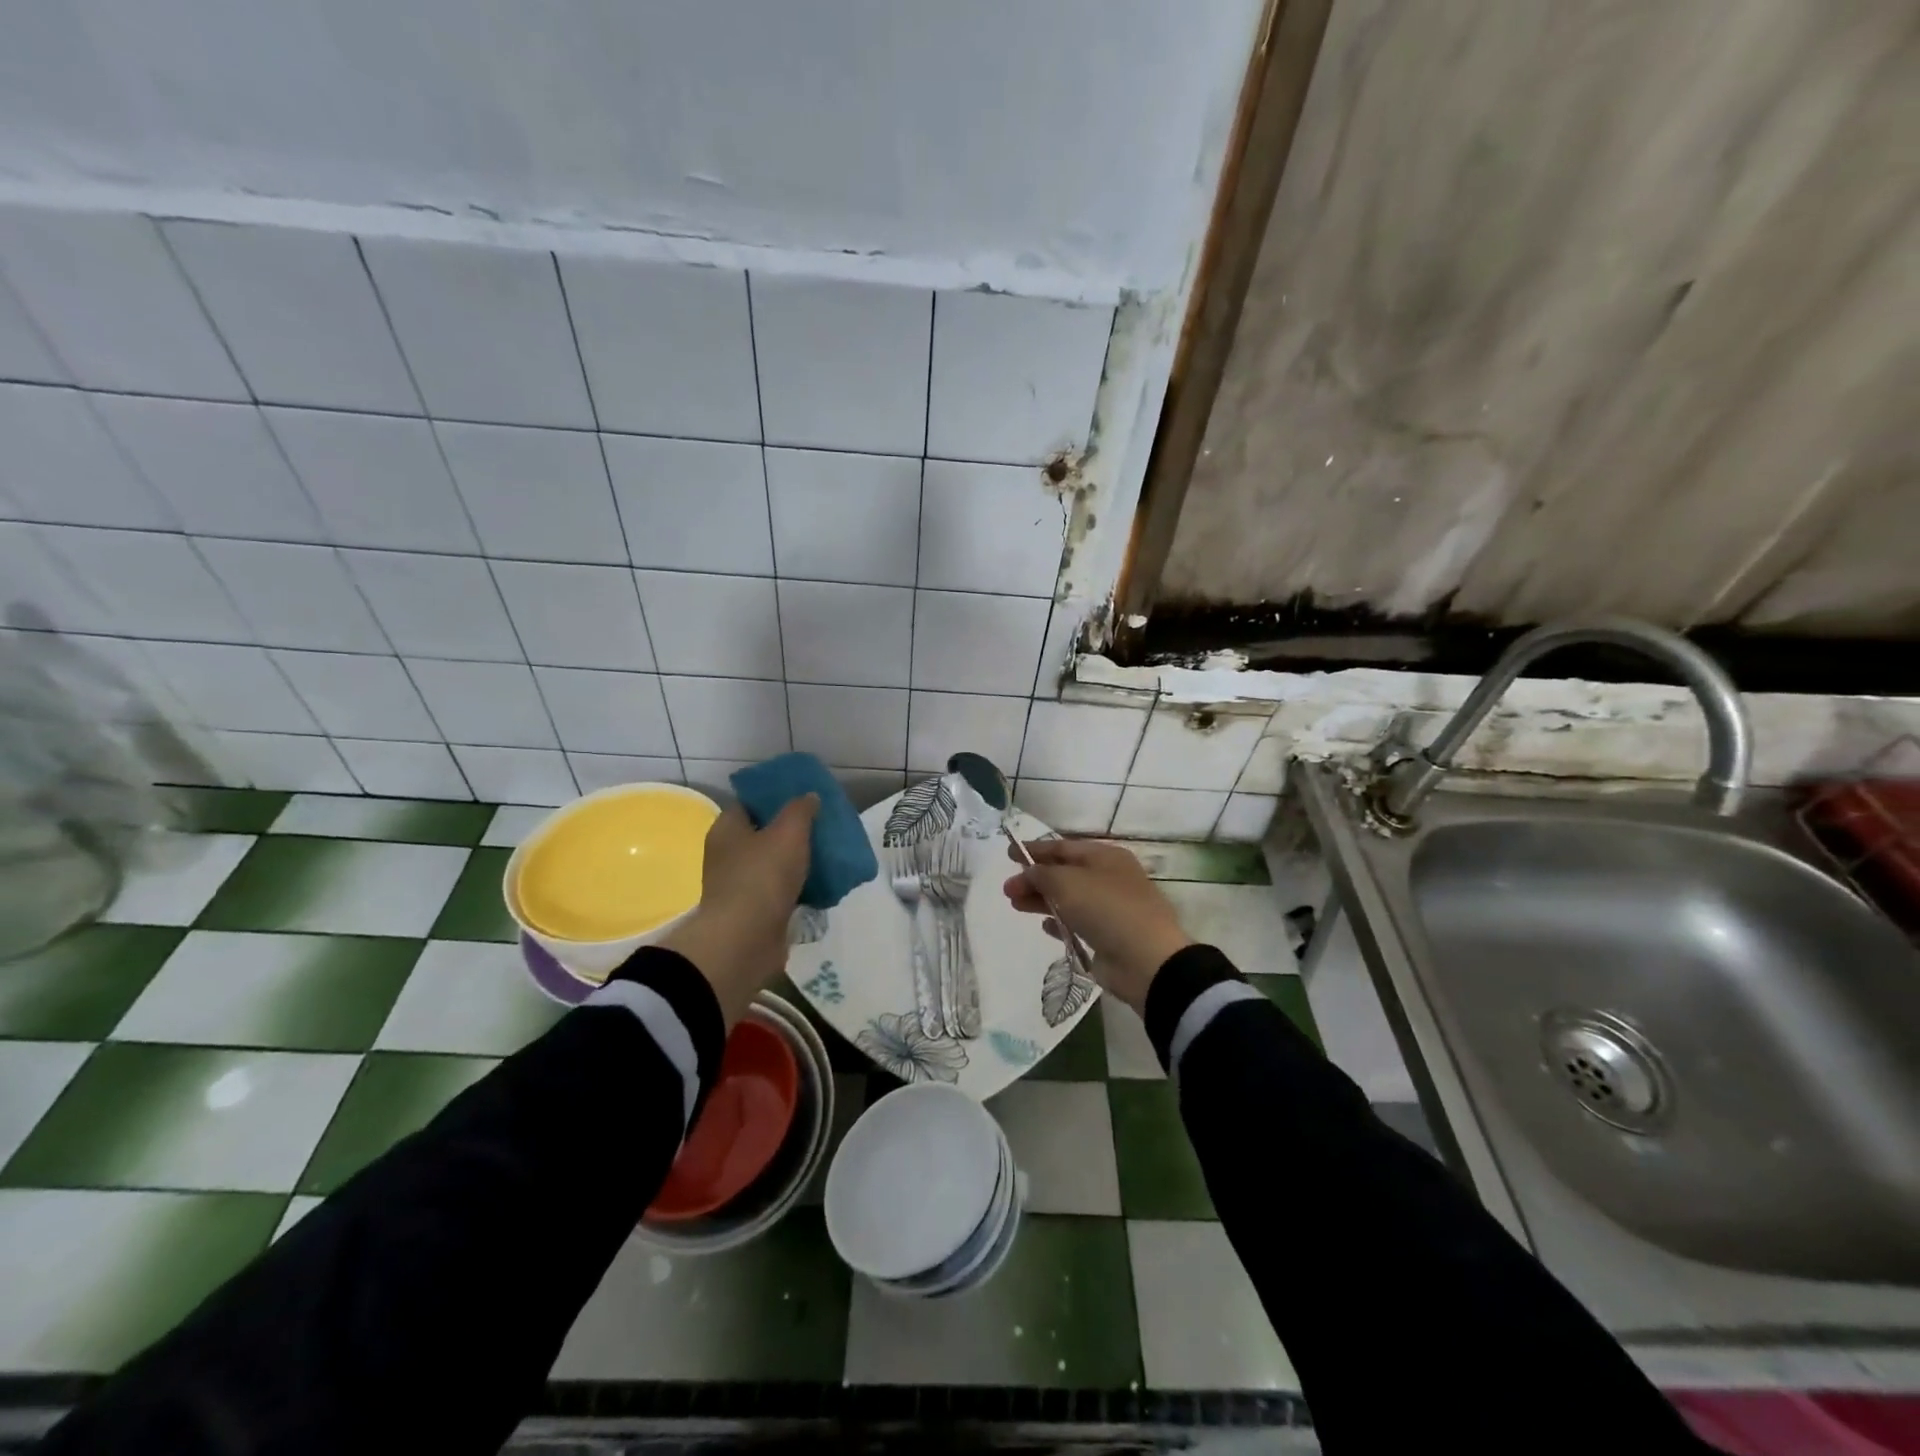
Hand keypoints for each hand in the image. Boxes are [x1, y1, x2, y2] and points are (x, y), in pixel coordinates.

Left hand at [664, 796, 816, 1025]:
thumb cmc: (762, 877)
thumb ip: (801, 810)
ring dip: (799, 862)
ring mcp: (740, 885)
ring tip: (830, 855)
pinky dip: (800, 888)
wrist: (745, 941)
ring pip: (775, 864)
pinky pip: (781, 892)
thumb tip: (809, 796)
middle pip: (765, 834)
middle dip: (793, 831)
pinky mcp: (755, 911)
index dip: (776, 798)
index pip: (750, 803)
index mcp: (728, 829)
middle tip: (824, 826)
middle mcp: (728, 855)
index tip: (805, 797)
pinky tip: (824, 885)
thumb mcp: (788, 832)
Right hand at [1002, 839, 1190, 1014]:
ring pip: (1069, 898)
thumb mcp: (1067, 882)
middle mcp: (1109, 878)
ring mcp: (1110, 908)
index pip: (1063, 847)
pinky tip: (1045, 926)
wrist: (1145, 959)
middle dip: (1034, 879)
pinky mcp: (1108, 936)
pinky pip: (1078, 923)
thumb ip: (1041, 874)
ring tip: (1015, 905)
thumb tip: (1029, 873)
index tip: (1008, 854)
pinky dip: (1059, 922)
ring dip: (1042, 900)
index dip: (1034, 850)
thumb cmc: (1106, 908)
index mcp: (1105, 856)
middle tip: (1007, 890)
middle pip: (1064, 874)